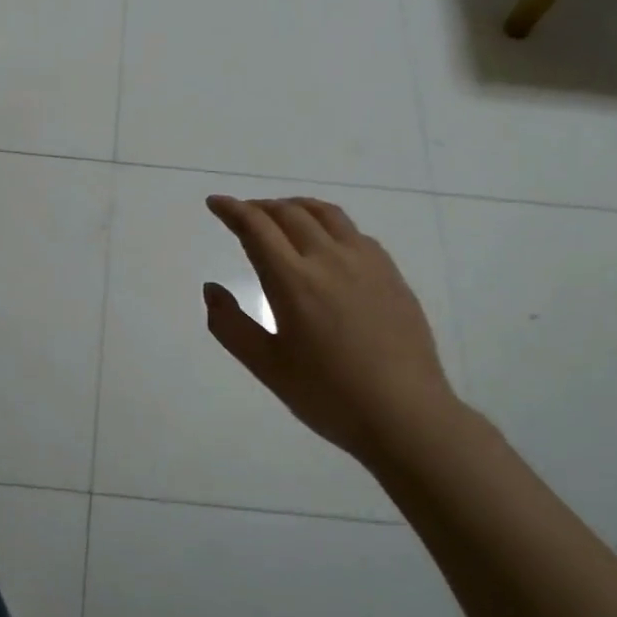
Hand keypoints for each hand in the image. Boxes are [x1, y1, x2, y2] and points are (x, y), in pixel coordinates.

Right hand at [203, 195, 453, 462]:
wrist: (405, 414)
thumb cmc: (328, 395)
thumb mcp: (267, 367)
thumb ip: (230, 325)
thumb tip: (211, 289)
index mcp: (293, 281)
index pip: (256, 228)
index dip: (232, 210)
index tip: (215, 203)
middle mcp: (329, 259)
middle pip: (289, 213)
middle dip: (260, 207)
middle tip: (243, 214)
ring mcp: (366, 262)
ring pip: (326, 214)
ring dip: (296, 207)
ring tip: (281, 214)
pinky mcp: (390, 273)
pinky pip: (353, 232)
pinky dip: (328, 224)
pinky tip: (326, 243)